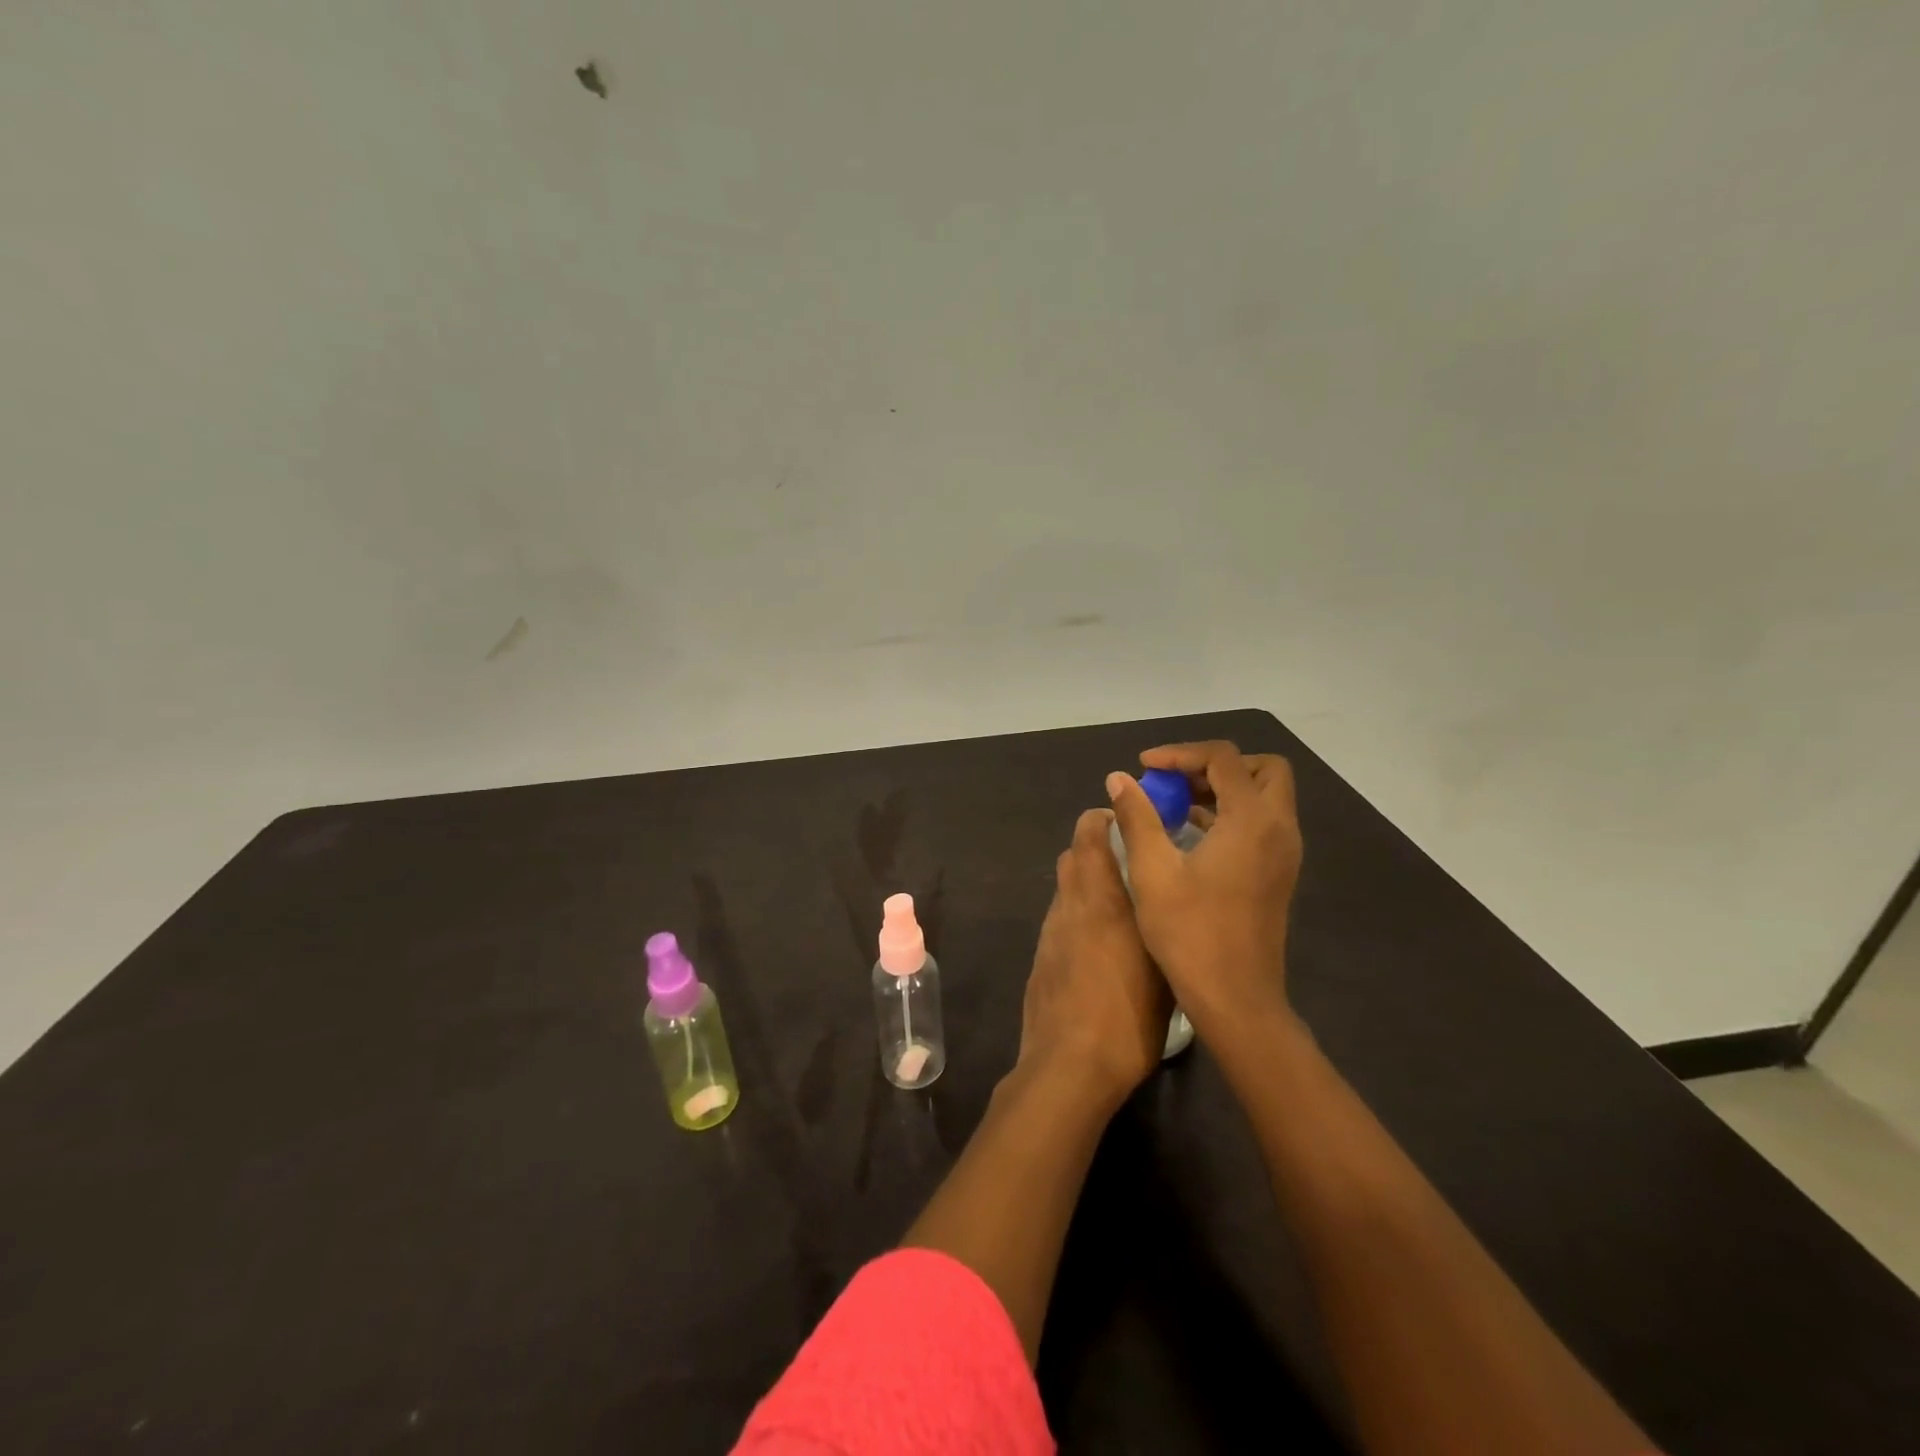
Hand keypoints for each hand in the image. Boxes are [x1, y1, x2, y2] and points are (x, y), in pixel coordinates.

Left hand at [1018, 808, 1172, 1108]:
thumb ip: (1161, 928)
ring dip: (1086, 886)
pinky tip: (1098, 949)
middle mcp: (1070, 905)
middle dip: (1096, 850)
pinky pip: (1059, 921)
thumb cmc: (1129, 1016)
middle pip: (1073, 856)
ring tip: (1119, 911)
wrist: (1069, 1065)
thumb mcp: (1165, 971)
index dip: (1102, 819)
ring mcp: (1049, 932)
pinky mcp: (1040, 958)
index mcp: (1101, 898)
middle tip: (1130, 867)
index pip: (1088, 833)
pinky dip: (1076, 918)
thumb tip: (1167, 908)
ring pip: (1065, 889)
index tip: (1126, 825)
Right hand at [1106, 741, 1303, 1032]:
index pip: (1223, 758)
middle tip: (1175, 780)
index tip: (1144, 767)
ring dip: (1223, 788)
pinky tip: (1190, 833)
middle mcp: (1278, 828)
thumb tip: (1119, 779)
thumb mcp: (1152, 871)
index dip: (1180, 753)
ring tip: (1175, 804)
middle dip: (1216, 765)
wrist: (1236, 999)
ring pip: (1264, 795)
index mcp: (1251, 820)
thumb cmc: (1190, 933)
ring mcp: (1284, 852)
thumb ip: (1137, 816)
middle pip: (1260, 769)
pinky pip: (1261, 822)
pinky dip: (1231, 813)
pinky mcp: (1279, 872)